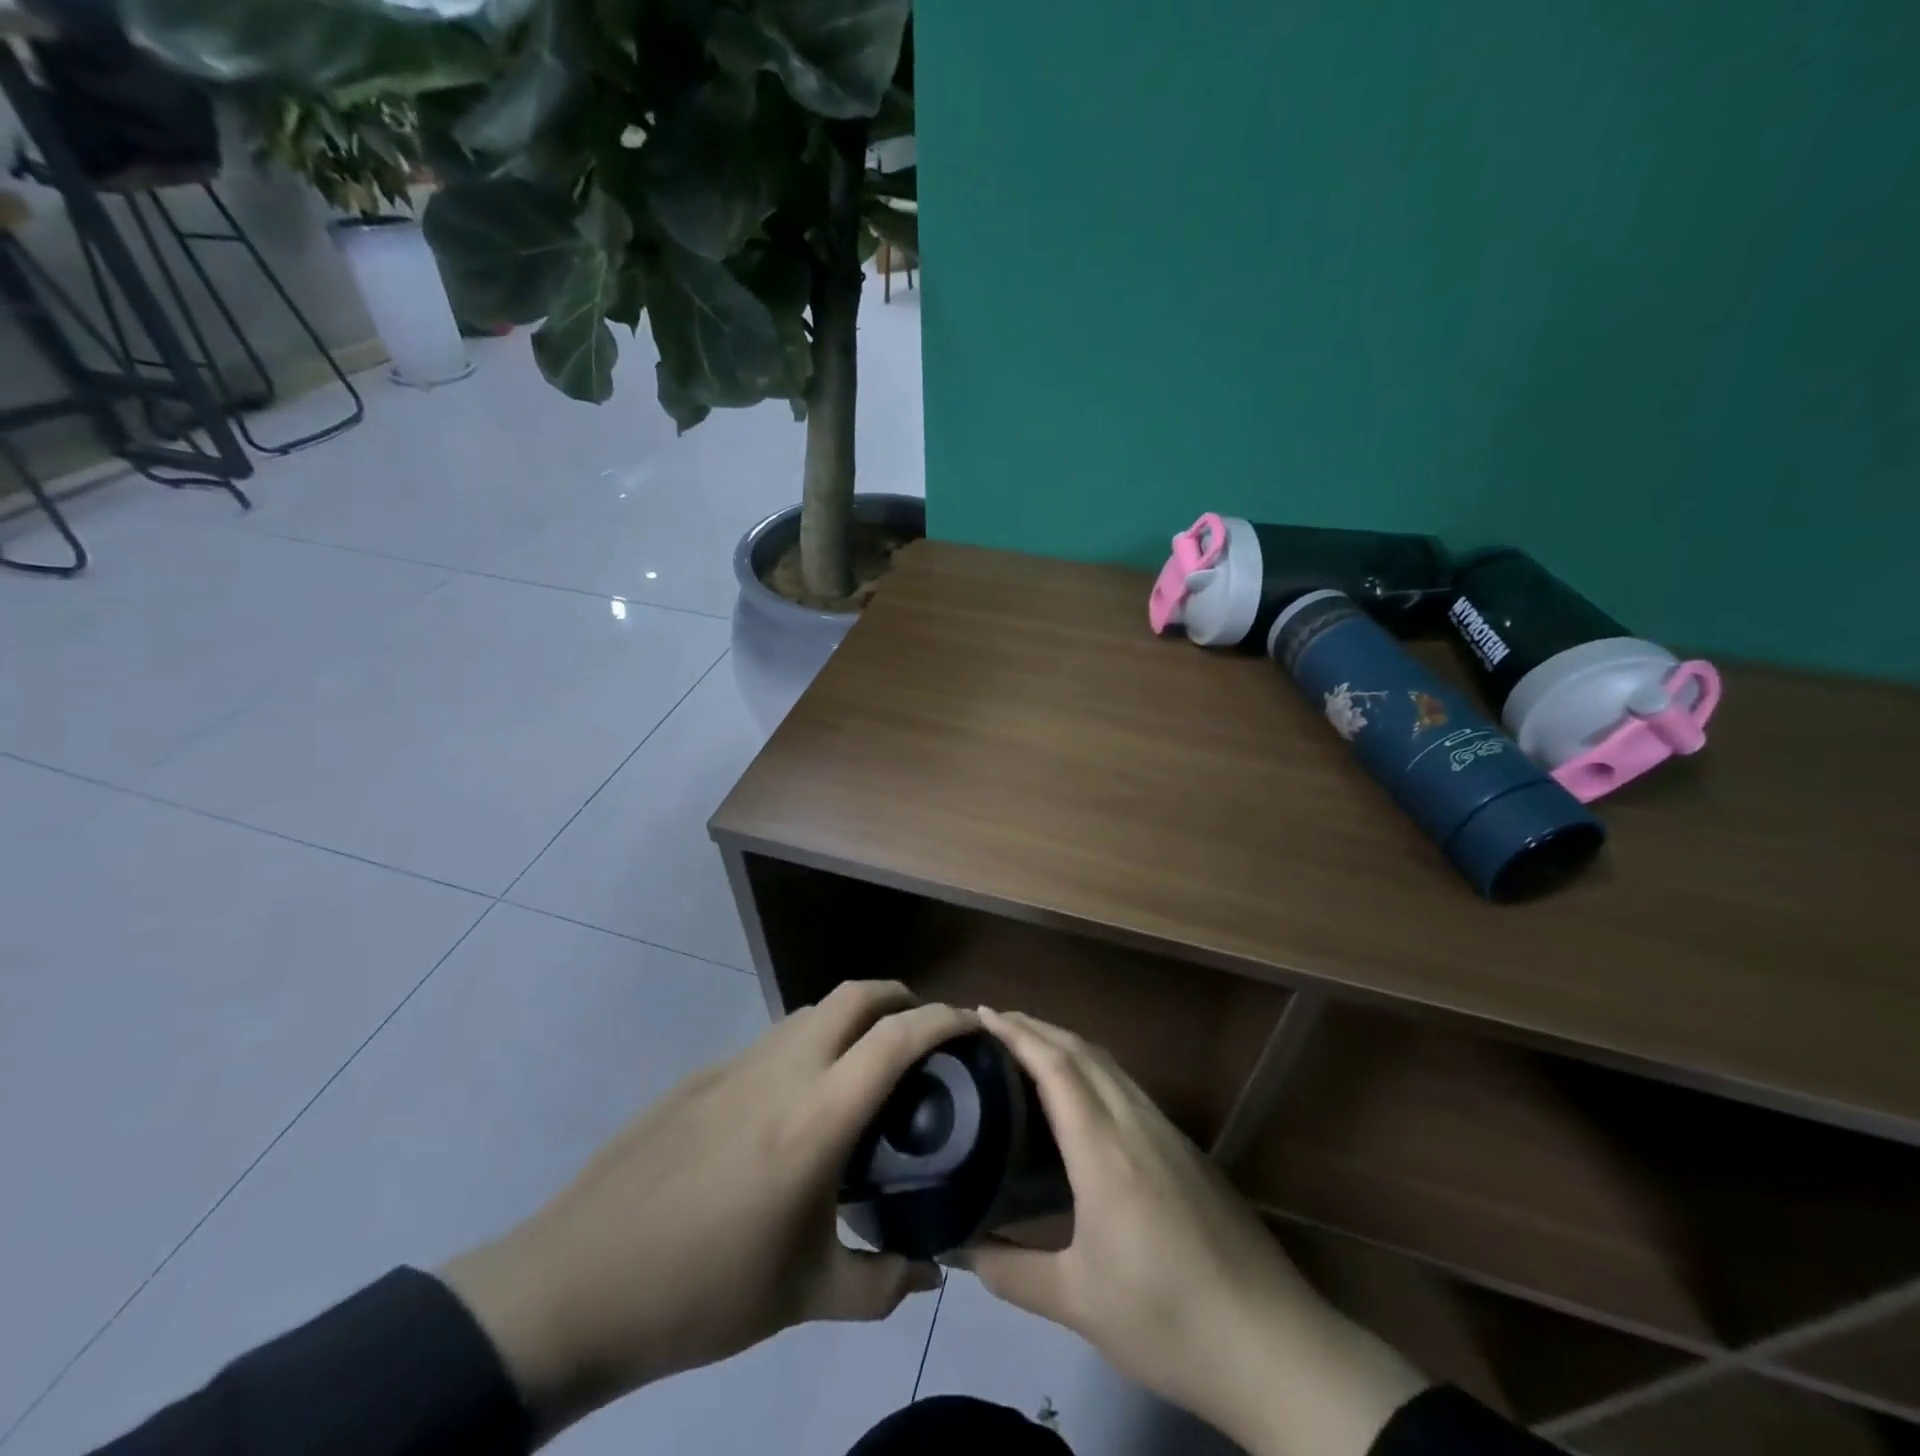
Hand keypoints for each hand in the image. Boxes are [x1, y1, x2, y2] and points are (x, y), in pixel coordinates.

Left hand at [442, 982, 973, 1436]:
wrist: (576, 1282)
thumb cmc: (702, 1291)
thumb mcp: (804, 1297)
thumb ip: (880, 1285)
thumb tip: (930, 1275)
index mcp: (818, 1116)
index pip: (898, 1038)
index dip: (943, 1019)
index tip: (973, 1023)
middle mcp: (785, 1069)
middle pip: (855, 995)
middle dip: (899, 996)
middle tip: (923, 1031)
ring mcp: (739, 1064)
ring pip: (813, 1011)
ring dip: (851, 1018)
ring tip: (866, 1065)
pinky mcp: (704, 1075)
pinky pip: (775, 1039)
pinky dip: (808, 1044)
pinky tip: (798, 1101)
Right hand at [966, 1008, 1425, 1455]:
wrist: (1272, 1343)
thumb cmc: (1167, 1319)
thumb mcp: (1079, 1303)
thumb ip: (1013, 1272)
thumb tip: (960, 1251)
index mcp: (1104, 1149)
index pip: (1056, 1067)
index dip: (1018, 1033)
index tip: (982, 1013)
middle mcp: (1136, 1123)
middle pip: (1083, 1052)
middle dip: (1037, 1027)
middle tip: (996, 1022)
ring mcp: (1167, 1132)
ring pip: (1110, 1065)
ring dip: (1067, 1044)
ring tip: (1031, 1047)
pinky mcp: (1186, 1148)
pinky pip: (1128, 1086)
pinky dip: (1093, 1069)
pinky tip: (1082, 1096)